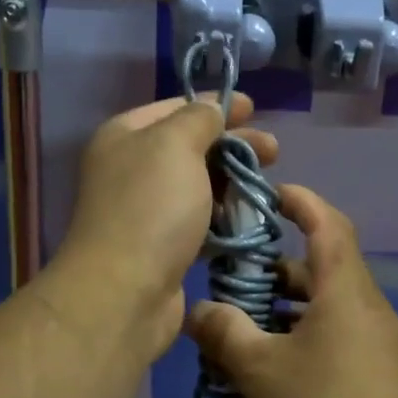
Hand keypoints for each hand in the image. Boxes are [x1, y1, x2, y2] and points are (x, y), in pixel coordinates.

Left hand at [48, 93, 277, 364]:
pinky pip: (199, 222)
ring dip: (233, 184)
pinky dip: (224, 218)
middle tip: (273, 152)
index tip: (255, 109)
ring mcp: (146, 210)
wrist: (124, 293)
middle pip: (191, 147)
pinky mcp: (162, 247)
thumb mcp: (175, 145)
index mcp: (125, 136)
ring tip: (267, 189)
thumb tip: (212, 109)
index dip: (217, 105)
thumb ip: (199, 118)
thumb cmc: (150, 208)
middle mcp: (131, 169)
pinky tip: (250, 220)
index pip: (176, 108)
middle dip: (233, 146)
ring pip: (198, 186)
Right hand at [184, 186, 397, 397]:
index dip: (302, 202)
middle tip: (235, 284)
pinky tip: (275, 377)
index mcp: (346, 292)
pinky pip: (340, 342)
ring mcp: (382, 345)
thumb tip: (196, 312)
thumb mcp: (260, 371)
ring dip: (288, 313)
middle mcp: (370, 309)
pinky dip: (306, 343)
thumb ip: (225, 333)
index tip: (271, 195)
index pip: (329, 224)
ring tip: (245, 335)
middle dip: (277, 272)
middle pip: (323, 270)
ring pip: (329, 311)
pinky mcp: (385, 377)